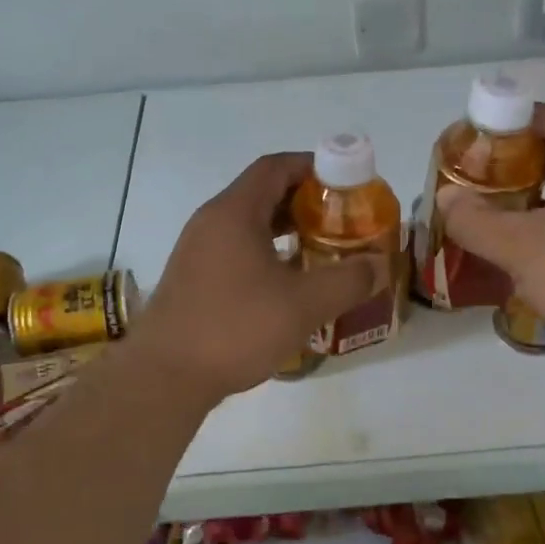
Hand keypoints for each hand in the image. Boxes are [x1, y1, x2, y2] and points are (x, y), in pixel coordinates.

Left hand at [131, 153, 388, 403]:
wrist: (165, 377)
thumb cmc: (235, 328)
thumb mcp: (303, 305)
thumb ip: (348, 280)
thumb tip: (379, 265)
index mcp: (234, 212)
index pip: (276, 167)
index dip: (313, 167)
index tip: (346, 183)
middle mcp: (211, 222)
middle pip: (263, 193)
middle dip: (305, 201)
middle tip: (342, 220)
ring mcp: (197, 250)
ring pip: (249, 224)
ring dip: (286, 230)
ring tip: (322, 250)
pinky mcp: (193, 278)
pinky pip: (236, 249)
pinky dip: (266, 252)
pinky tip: (288, 283)